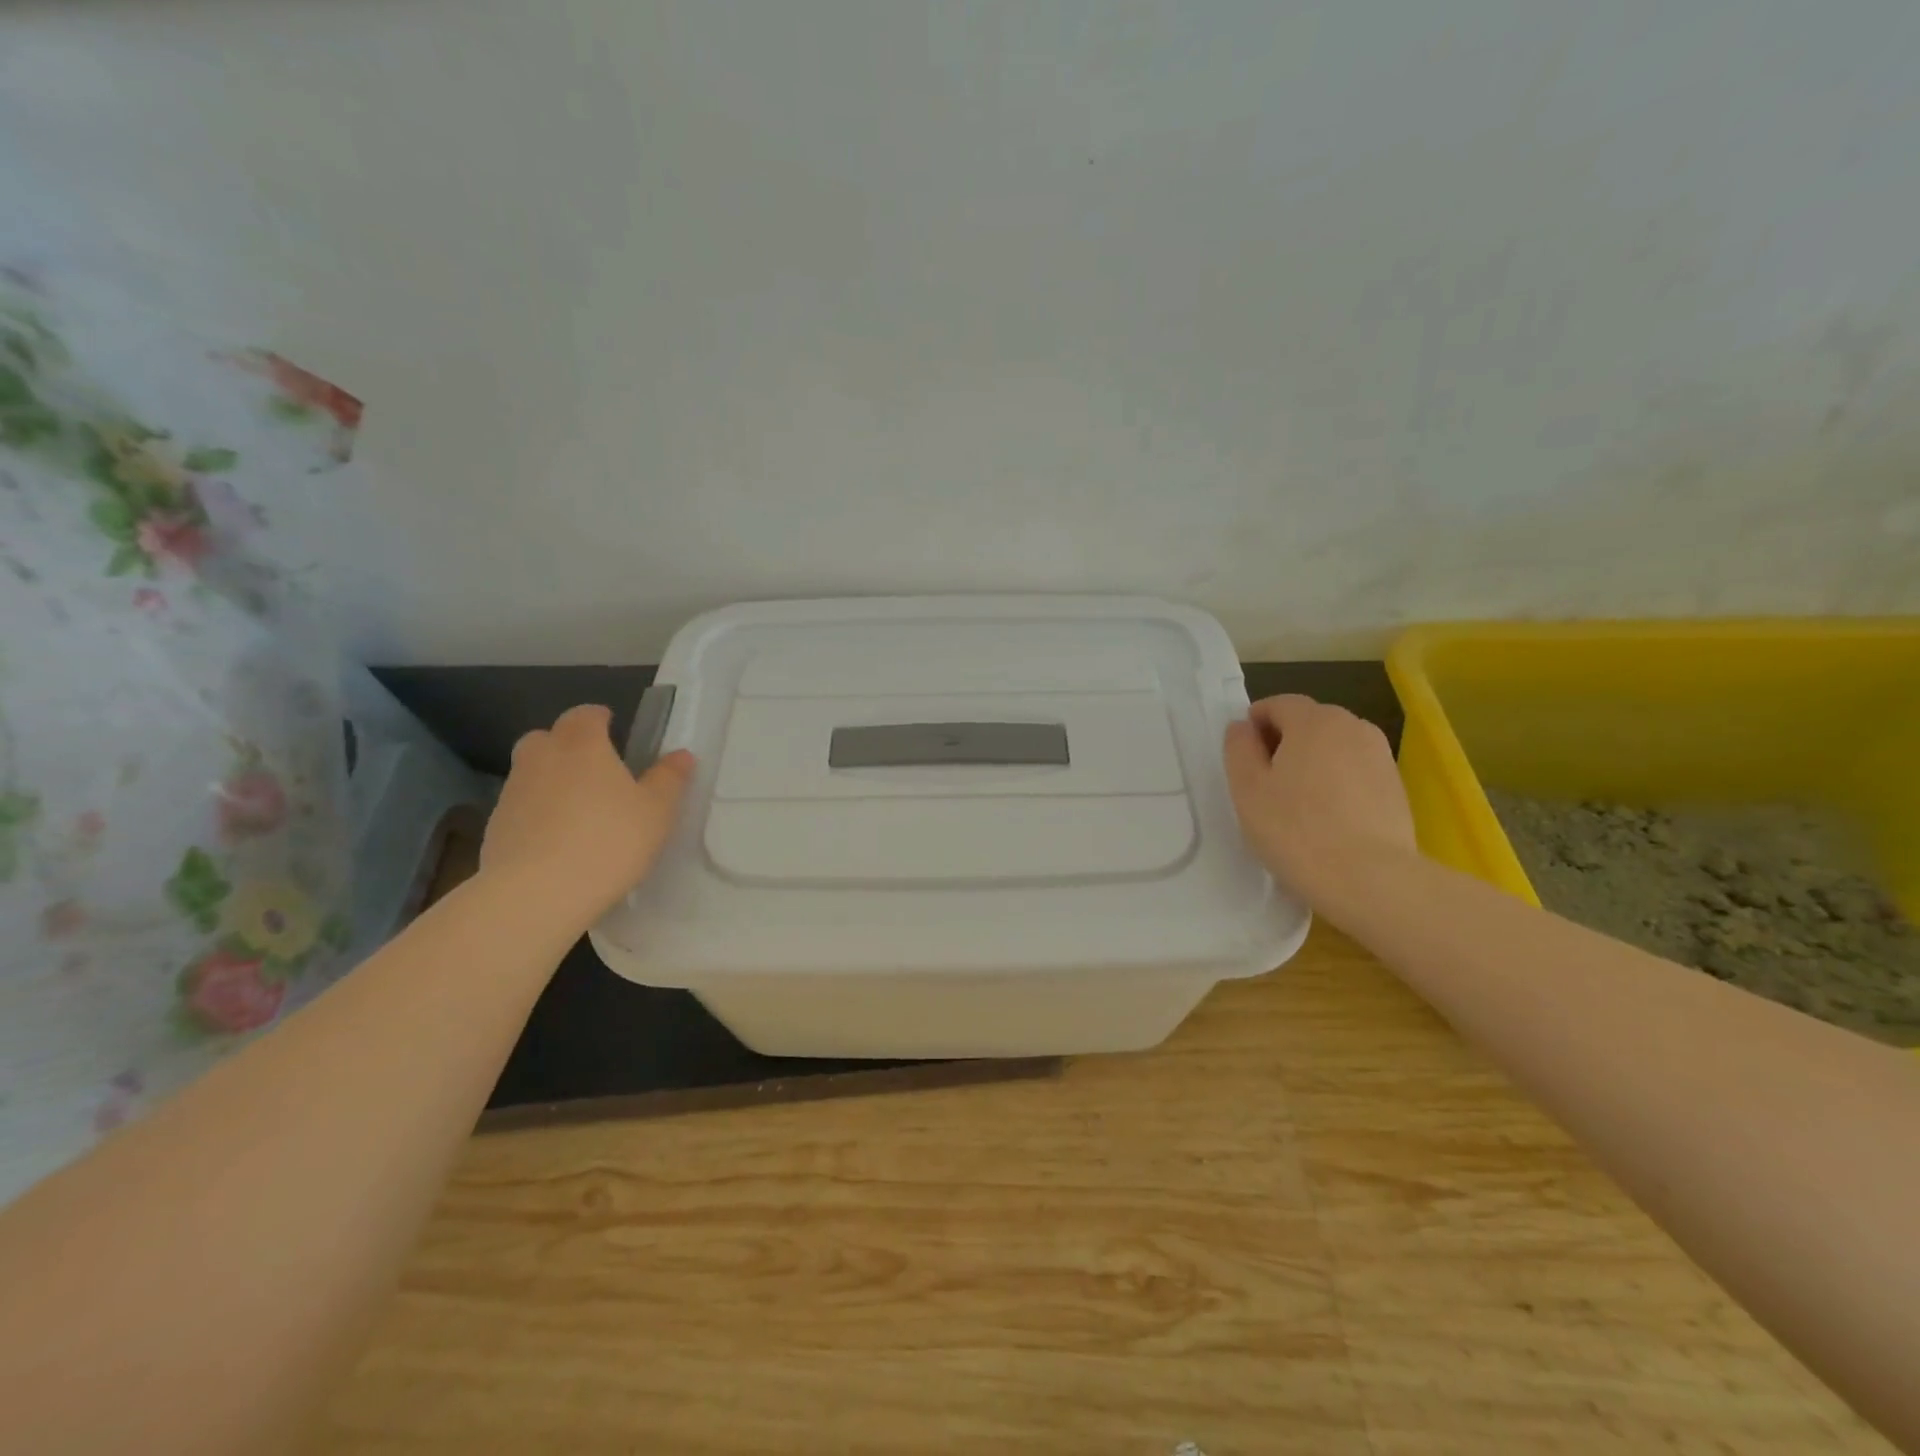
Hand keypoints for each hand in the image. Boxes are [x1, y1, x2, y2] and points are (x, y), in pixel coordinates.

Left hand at [481, 704, 695, 926]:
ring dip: (552, 781)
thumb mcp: (656, 811)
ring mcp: (513, 792)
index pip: (585, 714)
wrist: (536, 894)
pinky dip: (537, 814)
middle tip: (595, 767)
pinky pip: (521, 808)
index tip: (613, 727)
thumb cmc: (608, 840)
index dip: (599, 718)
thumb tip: (682, 755)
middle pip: (548, 738)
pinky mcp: (495, 827)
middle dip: (567, 744)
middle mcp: (541, 758)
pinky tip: (558, 841)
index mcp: (582, 745)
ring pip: (532, 772)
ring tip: (579, 810)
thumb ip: (669, 779)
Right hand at [1223, 694, 1415, 907]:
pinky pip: (1355, 770)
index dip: (1255, 723)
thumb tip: (1242, 727)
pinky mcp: (1396, 786)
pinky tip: (1327, 817)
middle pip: (1309, 721)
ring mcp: (1380, 756)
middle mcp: (1352, 726)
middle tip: (1265, 782)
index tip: (1243, 757)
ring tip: (1297, 801)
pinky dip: (1337, 781)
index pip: (1278, 703)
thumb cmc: (1295, 830)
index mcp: (1314, 720)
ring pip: (1334, 746)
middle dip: (1284, 740)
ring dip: (1312, 761)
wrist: (1370, 880)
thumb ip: (1239, 748)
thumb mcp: (1247, 789)